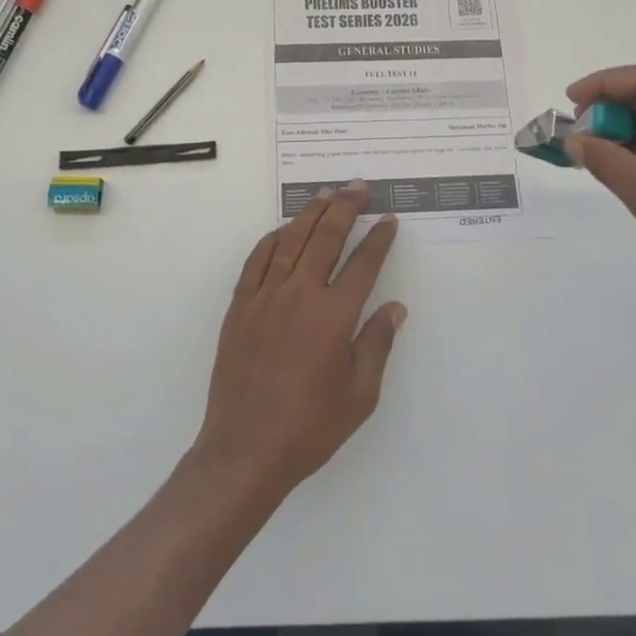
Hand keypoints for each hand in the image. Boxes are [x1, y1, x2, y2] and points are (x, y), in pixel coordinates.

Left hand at [192, 184, 405, 500]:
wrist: (246, 449)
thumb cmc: (310, 427)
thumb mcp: (359, 395)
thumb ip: (377, 344)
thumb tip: (394, 308)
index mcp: (334, 316)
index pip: (363, 264)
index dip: (378, 239)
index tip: (388, 220)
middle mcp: (300, 295)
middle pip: (326, 238)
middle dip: (345, 207)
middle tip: (357, 186)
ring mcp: (266, 297)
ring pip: (291, 241)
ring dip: (310, 214)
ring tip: (325, 195)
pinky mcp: (240, 306)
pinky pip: (257, 260)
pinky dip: (272, 240)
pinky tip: (282, 231)